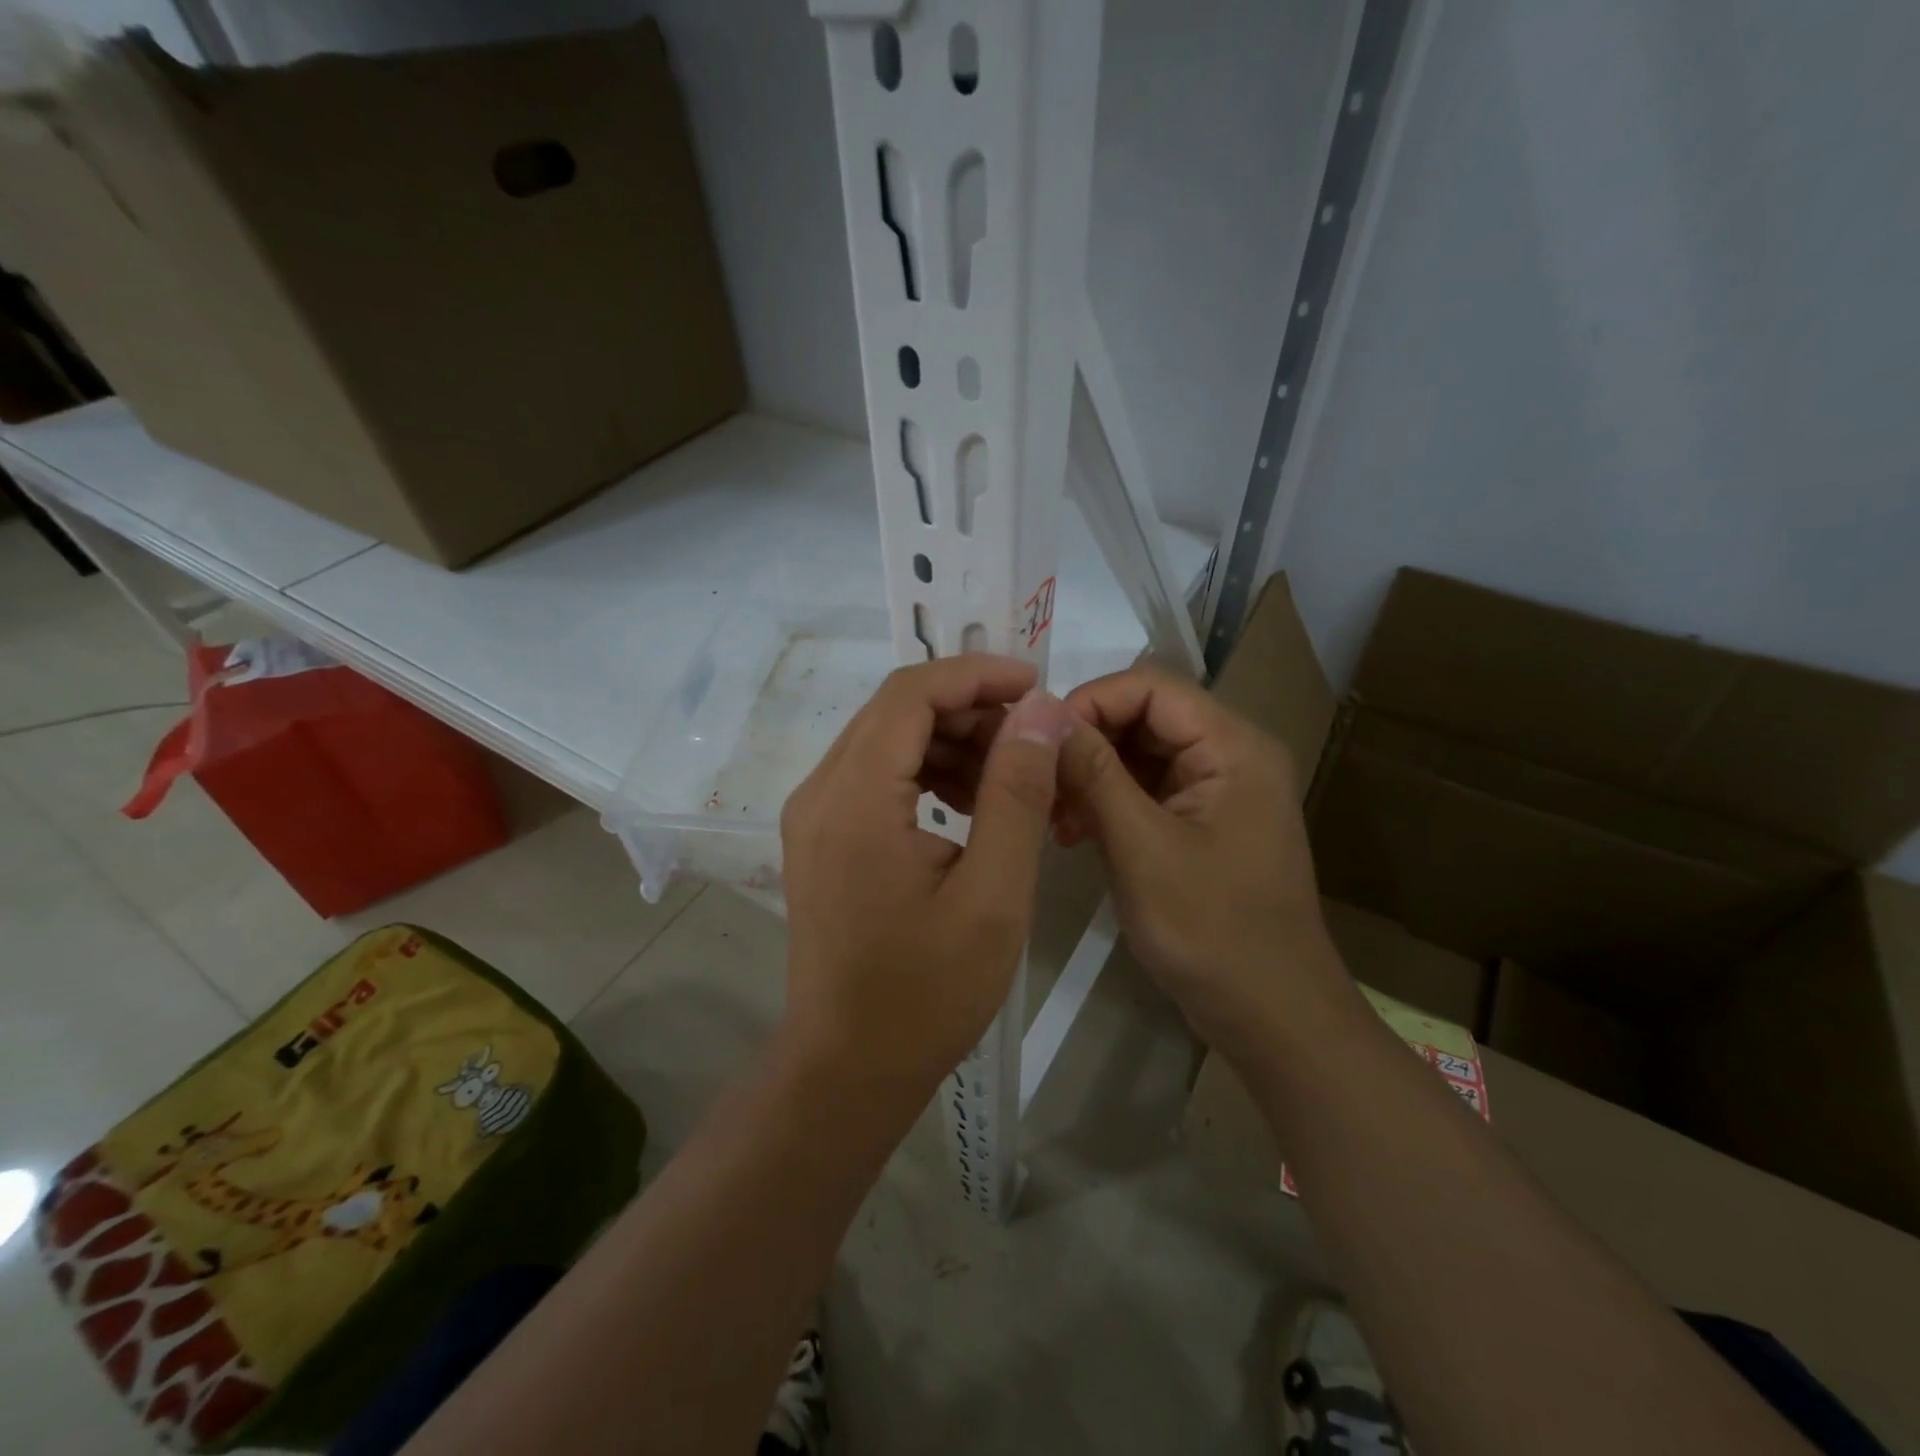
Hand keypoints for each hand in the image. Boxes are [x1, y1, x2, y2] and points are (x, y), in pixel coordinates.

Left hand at [778, 656, 1076, 1096]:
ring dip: (950, 742)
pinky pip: (876, 777)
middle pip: (896, 711)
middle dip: (969, 709)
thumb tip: (1041, 712)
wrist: (849, 1067)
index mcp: (854, 799)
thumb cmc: (926, 993)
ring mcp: (813, 815)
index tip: (1036, 686)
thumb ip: (1016, 794)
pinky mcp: (821, 838)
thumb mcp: (993, 893)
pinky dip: (926, 774)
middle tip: (1033, 740)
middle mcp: (820, 792)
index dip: (976, 675)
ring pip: (887, 740)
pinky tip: (969, 807)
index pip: (911, 693)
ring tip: (1010, 777)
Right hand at [1055, 668, 1345, 1056]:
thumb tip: (1044, 714)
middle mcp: (1229, 755)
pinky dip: (1107, 804)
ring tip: (1052, 818)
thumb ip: (1094, 774)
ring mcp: (1215, 791)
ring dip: (1091, 776)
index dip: (1090, 701)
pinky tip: (1072, 833)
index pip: (1151, 687)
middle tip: (1039, 786)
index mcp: (1232, 746)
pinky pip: (1146, 791)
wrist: (1272, 1017)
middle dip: (1087, 744)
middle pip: (1144, 717)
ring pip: (1139, 755)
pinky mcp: (1200, 823)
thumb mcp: (1142, 848)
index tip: (1039, 742)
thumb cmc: (1212, 931)